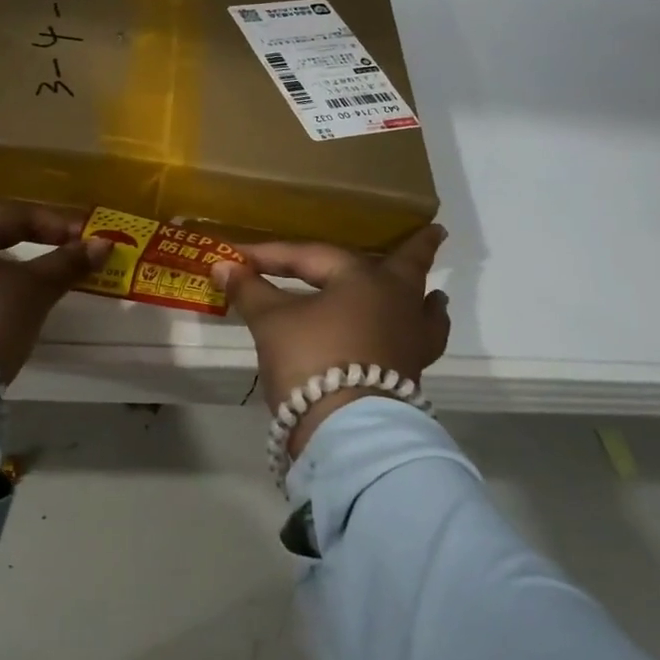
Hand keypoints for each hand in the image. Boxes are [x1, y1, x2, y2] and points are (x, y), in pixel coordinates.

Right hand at [214, 225, 449, 457]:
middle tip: (435, 230)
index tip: (237, 257)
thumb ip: (250, 290)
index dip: (270, 255)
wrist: (347, 428)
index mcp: (363, 278)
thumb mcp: (272, 322)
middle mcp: (396, 300)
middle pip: (406, 266)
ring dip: (425, 297)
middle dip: (415, 248)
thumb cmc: (311, 359)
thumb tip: (223, 266)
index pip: (310, 257)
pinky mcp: (410, 370)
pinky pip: (422, 341)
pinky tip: (416, 336)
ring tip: (436, 293)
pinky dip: (422, 332)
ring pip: (423, 307)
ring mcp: (410, 336)